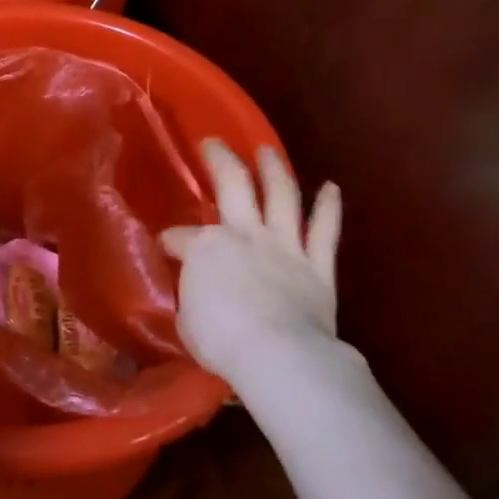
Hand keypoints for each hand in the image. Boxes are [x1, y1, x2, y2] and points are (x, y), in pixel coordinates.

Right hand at [161, 141, 342, 384]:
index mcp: (205, 248)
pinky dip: (329, 207)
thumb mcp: (187, 321)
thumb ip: (192, 297)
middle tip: (213, 143)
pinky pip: (325, 231)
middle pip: (233, 184)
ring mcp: (284, 246)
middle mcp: (245, 234)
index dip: (171, 240)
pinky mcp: (317, 265)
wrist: (278, 355)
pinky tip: (331, 187)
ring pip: (281, 195)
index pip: (180, 237)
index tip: (167, 246)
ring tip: (268, 151)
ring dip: (274, 169)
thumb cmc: (222, 341)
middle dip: (220, 159)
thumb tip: (196, 292)